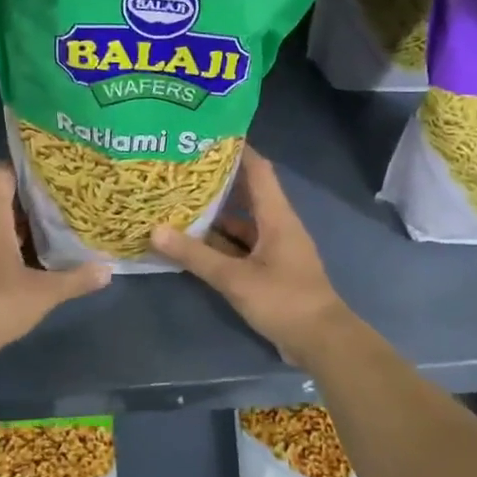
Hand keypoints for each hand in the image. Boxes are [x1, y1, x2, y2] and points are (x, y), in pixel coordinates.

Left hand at [0, 163, 110, 353]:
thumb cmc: (0, 301)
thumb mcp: (46, 291)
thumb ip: (77, 278)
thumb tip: (107, 270)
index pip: (0, 174)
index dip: (21, 170)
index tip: (45, 176)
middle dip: (17, 200)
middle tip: (48, 206)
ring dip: (4, 224)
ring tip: (36, 233)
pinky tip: (14, 260)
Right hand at [151, 148, 351, 362]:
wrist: (321, 342)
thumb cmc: (284, 300)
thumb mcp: (235, 278)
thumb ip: (196, 256)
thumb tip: (155, 231)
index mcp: (276, 216)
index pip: (258, 169)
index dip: (237, 149)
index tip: (207, 135)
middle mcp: (277, 225)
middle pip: (246, 194)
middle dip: (216, 182)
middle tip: (181, 170)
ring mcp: (274, 249)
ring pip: (241, 224)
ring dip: (214, 216)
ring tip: (178, 203)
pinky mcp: (270, 270)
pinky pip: (240, 248)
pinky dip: (219, 244)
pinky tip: (192, 244)